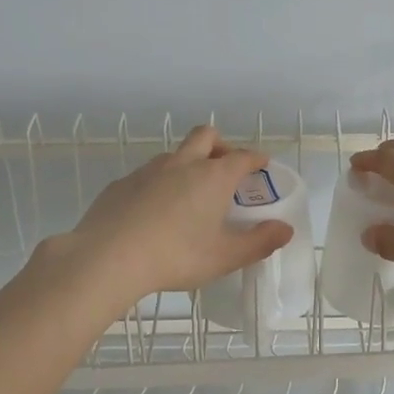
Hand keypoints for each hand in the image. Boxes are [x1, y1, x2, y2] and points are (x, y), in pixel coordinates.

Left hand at [63, 125, 292, 305]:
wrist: (107, 257)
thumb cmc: (175, 256)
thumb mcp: (224, 257)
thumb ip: (259, 242)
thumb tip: (286, 229)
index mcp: (213, 177)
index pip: (242, 156)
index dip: (256, 158)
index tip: (262, 164)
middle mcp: (183, 164)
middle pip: (206, 136)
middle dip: (220, 145)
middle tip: (225, 168)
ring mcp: (148, 170)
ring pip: (174, 154)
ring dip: (187, 163)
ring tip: (189, 194)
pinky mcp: (121, 184)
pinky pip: (147, 175)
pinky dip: (158, 184)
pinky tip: (153, 211)